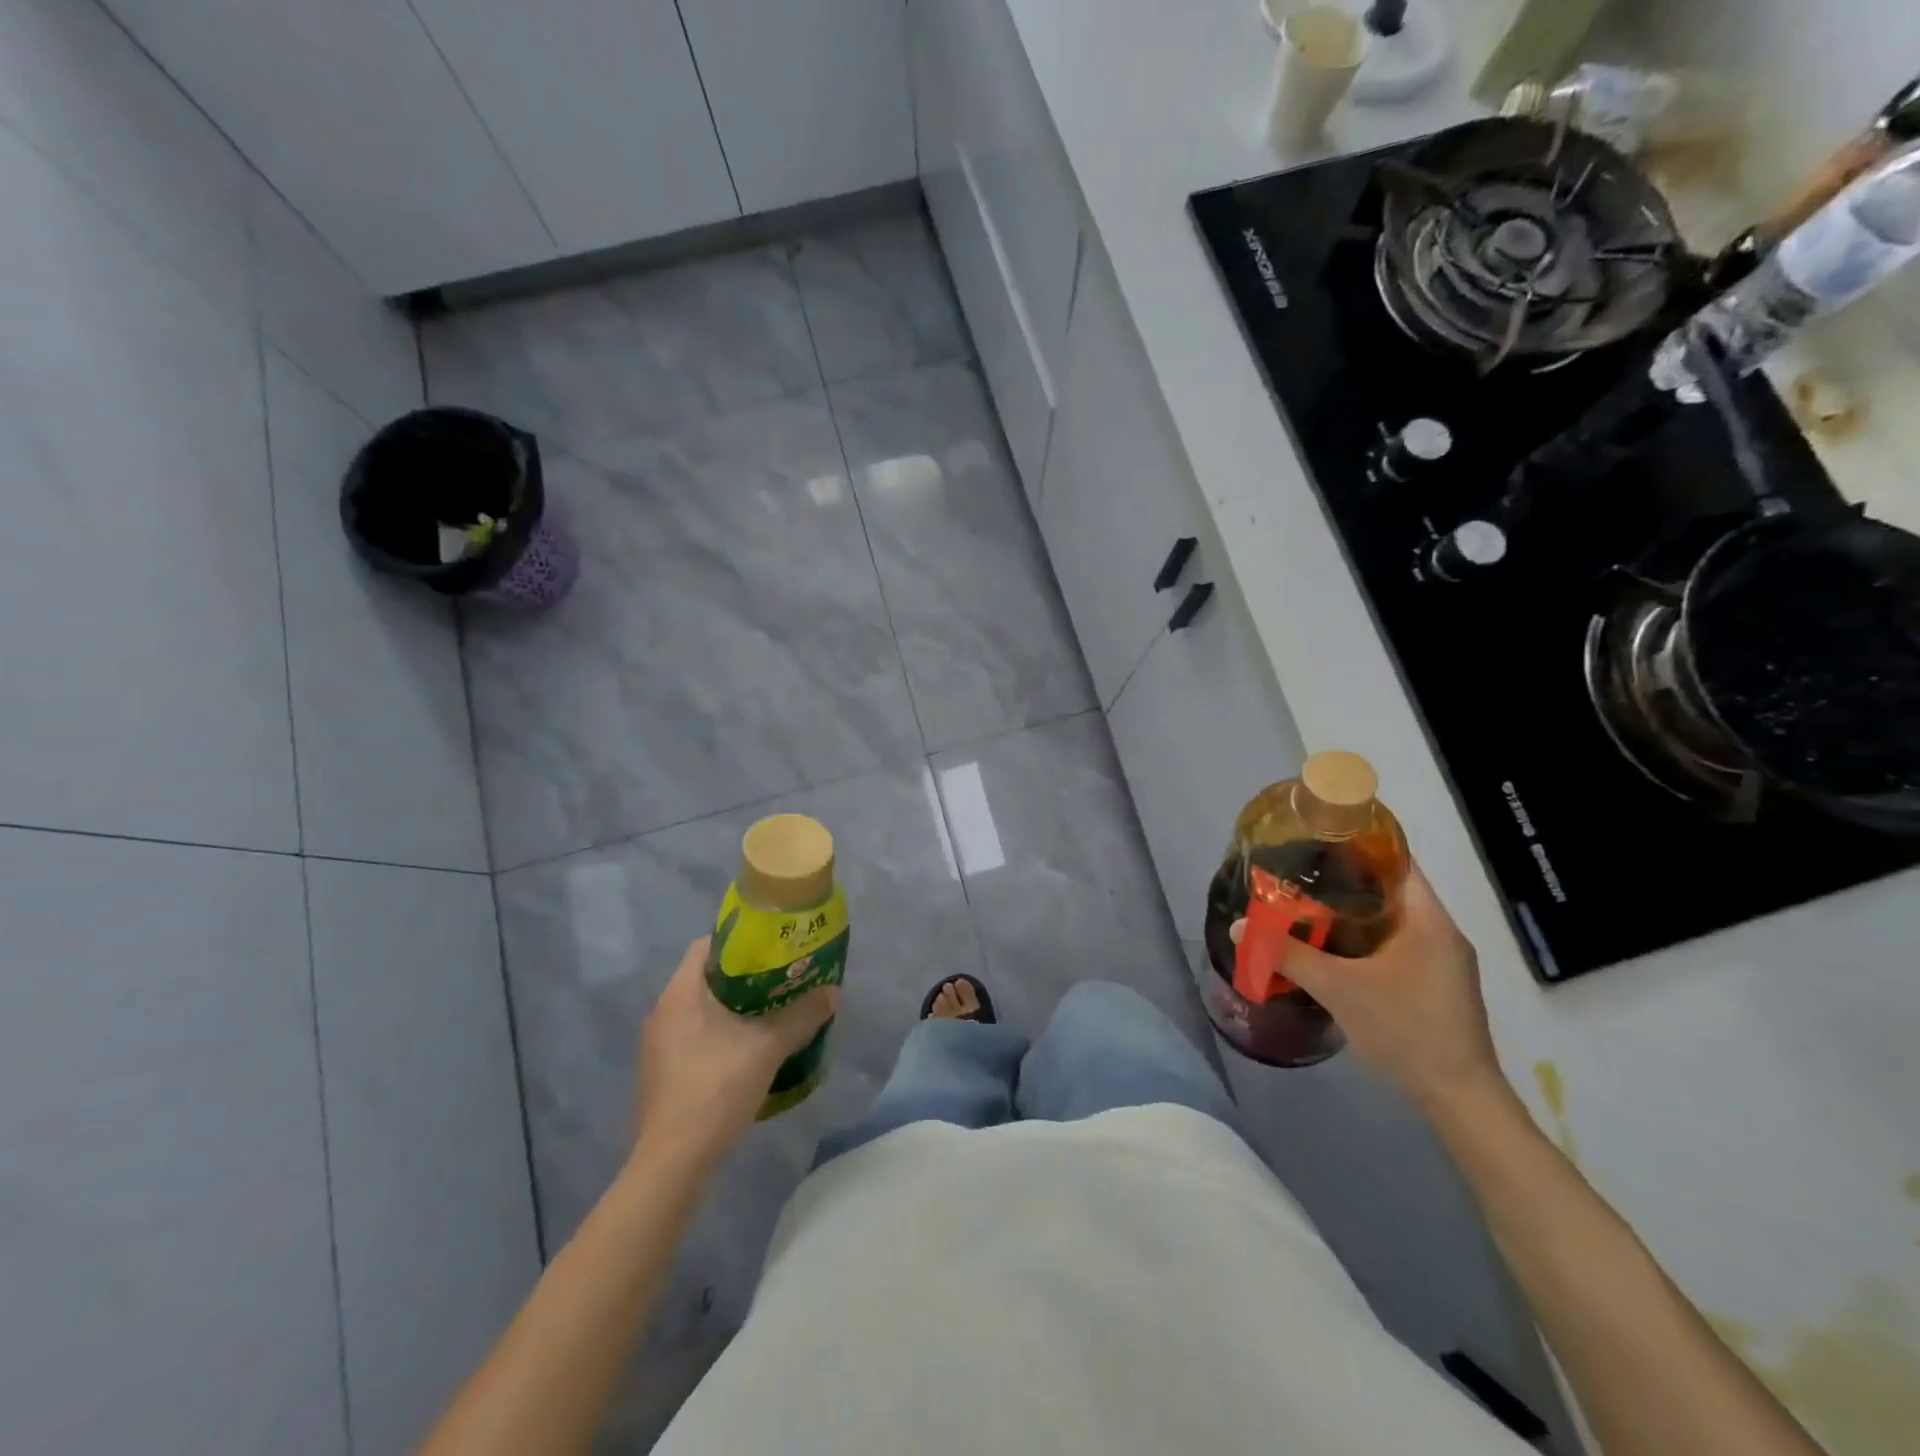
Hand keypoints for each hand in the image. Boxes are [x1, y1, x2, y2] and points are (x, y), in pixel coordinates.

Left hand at [633, 938, 838, 1168]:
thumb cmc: (716, 1089)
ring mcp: (659, 1044)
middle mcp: (664, 1011)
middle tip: (784, 977)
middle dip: (747, 975)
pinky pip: (697, 1034)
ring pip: (703, 1008)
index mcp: (681, 993)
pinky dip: (724, 1032)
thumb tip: (833, 992)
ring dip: (737, 1006)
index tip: (774, 946)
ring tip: (775, 1010)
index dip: (741, 940)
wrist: (674, 1162)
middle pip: (708, 977)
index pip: (708, 945)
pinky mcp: (664, 1071)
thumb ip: (802, 1016)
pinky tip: (752, 1047)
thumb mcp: (768, 1047)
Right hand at [1258, 864, 1504, 1111]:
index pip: (1398, 861)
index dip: (1359, 844)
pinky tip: (1336, 949)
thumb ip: (1287, 954)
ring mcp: (1444, 962)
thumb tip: (1238, 926)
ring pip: (1394, 920)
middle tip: (1302, 873)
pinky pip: (1399, 944)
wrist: (1460, 1098)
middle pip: (1393, 889)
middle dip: (1348, 880)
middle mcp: (1442, 933)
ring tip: (1309, 905)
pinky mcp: (1439, 985)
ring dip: (1356, 912)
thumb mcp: (1338, 988)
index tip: (1318, 839)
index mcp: (1429, 920)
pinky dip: (1368, 938)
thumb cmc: (1406, 1030)